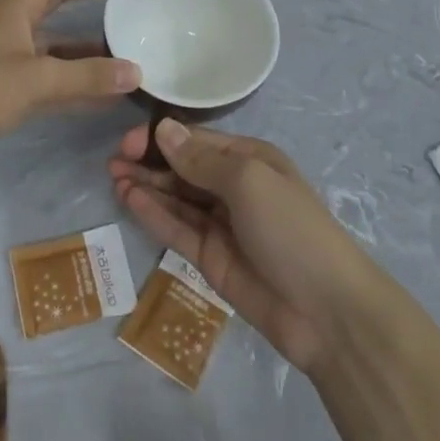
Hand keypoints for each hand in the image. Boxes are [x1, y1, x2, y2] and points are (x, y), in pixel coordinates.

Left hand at [0, 0, 144, 158]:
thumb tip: (136, 73)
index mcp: (22, 2)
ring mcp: (16, 50)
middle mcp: (21, 19)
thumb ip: (87, 76)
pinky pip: (58, 71)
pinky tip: (110, 88)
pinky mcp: (13, 80)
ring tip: (134, 39)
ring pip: (66, 37)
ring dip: (96, 40)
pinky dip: (82, 76)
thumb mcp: (36, 80)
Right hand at [111, 120, 374, 372]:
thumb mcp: (248, 181)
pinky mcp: (210, 258)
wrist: (326, 312)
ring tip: (113, 176)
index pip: (197, 140)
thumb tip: (163, 129)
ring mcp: (222, 224)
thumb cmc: (290, 229)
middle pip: (183, 168)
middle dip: (150, 161)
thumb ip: (201, 160)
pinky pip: (177, 229)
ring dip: (146, 185)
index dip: (162, 138)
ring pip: (176, 198)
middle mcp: (234, 187)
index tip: (129, 141)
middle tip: (113, 160)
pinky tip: (129, 199)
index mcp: (250, 159)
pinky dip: (153, 214)